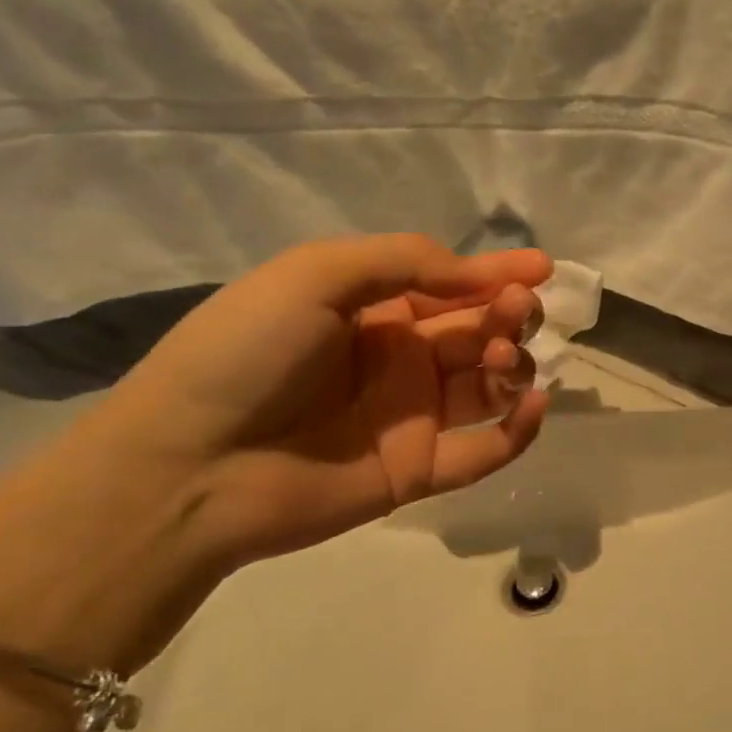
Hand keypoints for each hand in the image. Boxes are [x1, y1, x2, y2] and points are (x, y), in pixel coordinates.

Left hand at [93, 234, 553, 566]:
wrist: (189, 465)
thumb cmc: (249, 352)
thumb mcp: (317, 275)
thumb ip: (406, 262)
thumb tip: (481, 275)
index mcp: (374, 310)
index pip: (451, 285)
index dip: (497, 272)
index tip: (542, 267)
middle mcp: (400, 358)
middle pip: (478, 330)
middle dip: (508, 314)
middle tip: (516, 311)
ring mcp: (412, 416)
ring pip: (489, 384)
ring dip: (512, 363)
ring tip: (498, 356)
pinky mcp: (419, 470)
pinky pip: (485, 450)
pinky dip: (519, 429)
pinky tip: (533, 404)